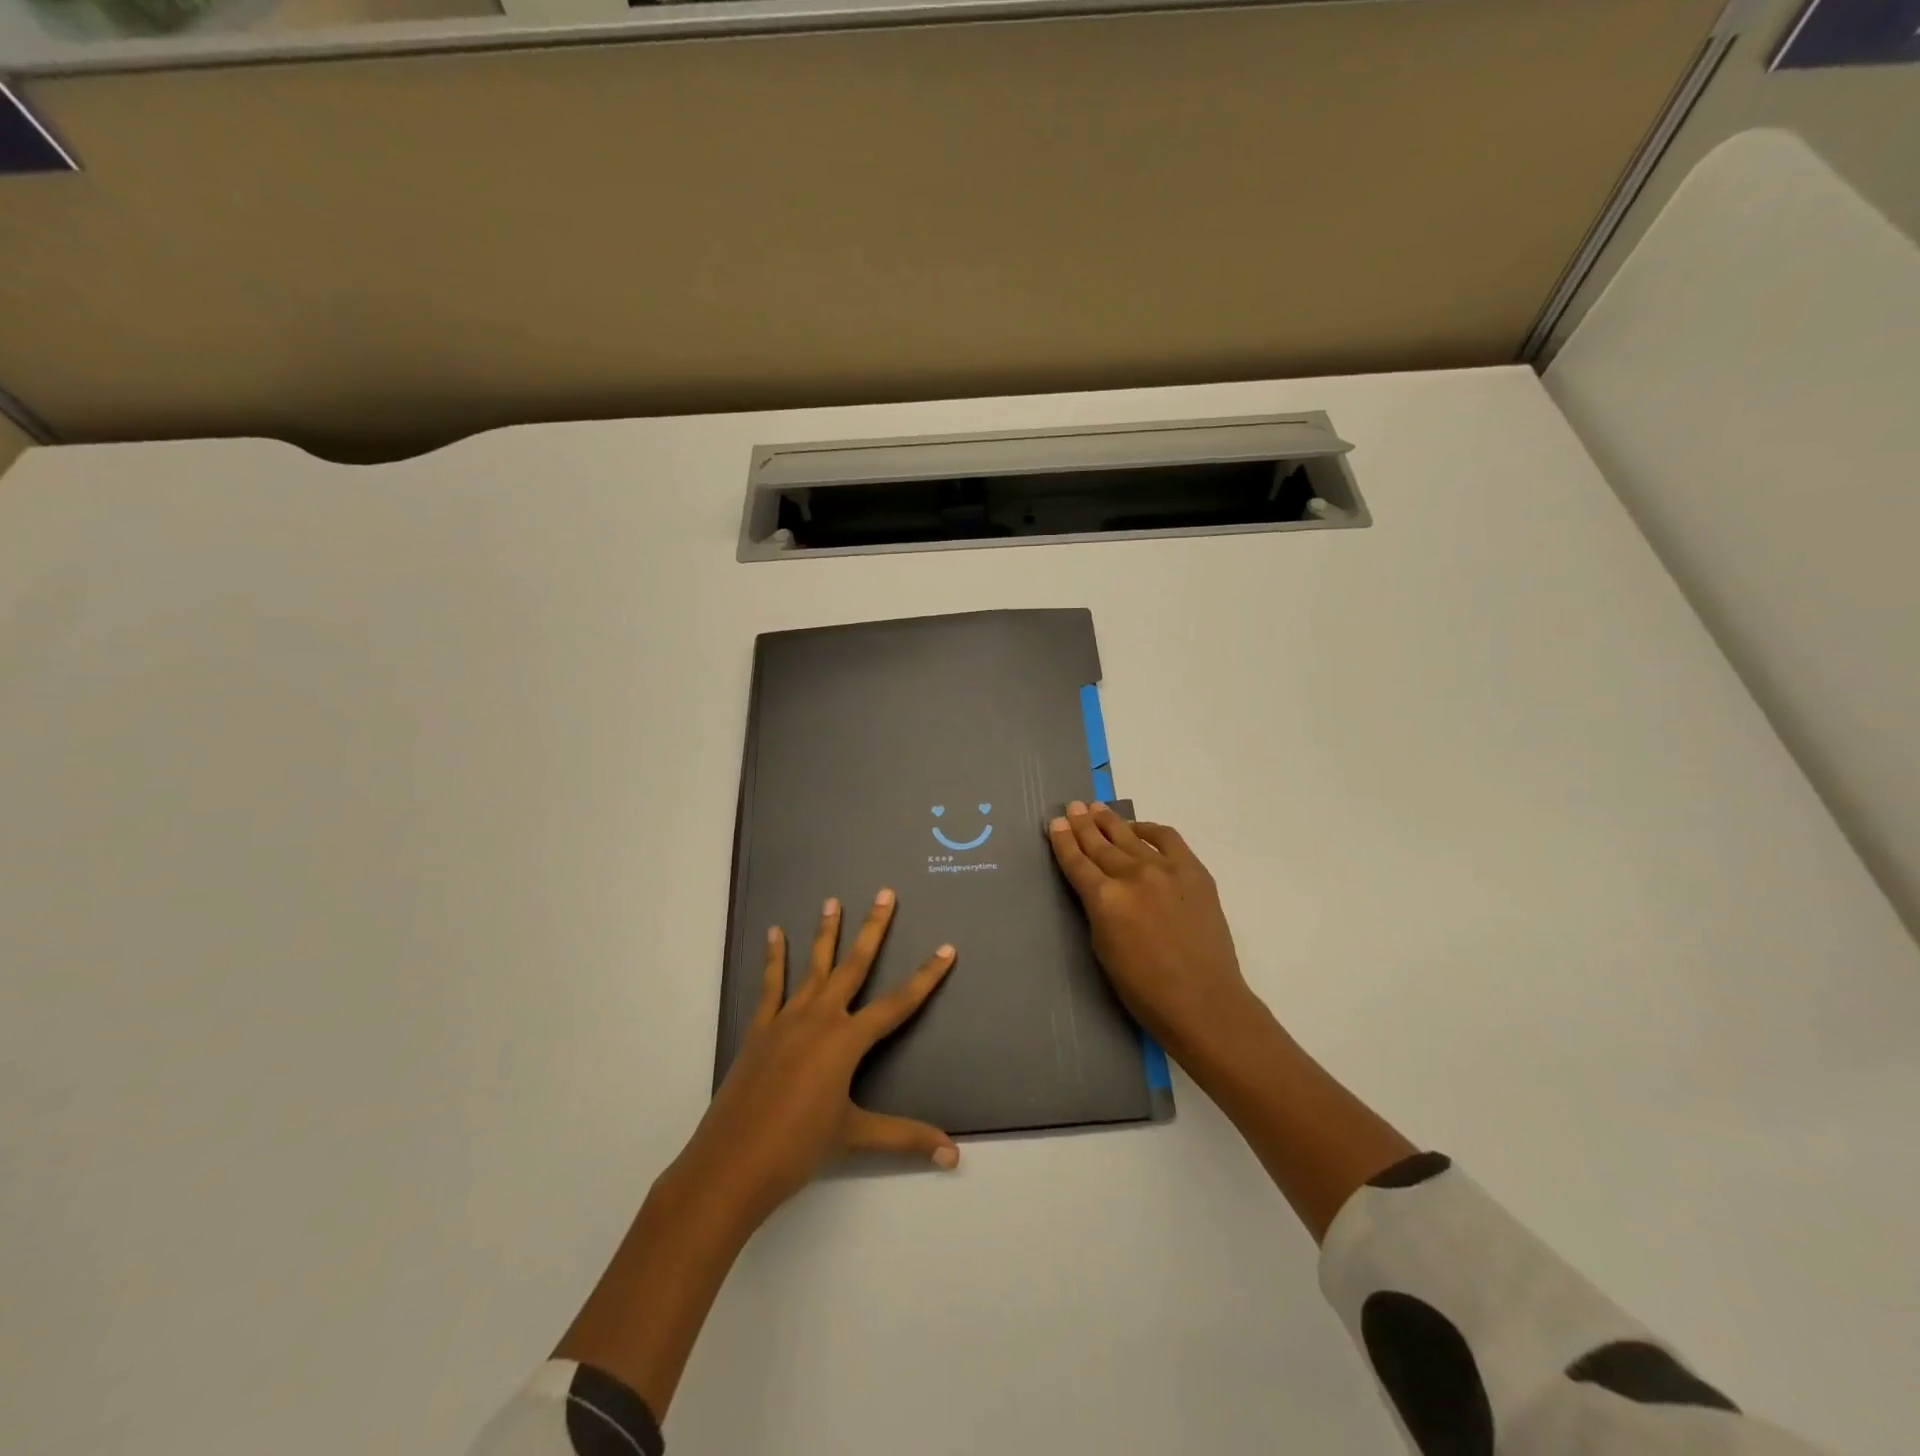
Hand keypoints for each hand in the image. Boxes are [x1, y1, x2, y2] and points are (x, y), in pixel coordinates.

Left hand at [671, 888, 959, 1231]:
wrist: (732, 1164)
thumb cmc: (799, 1148)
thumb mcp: (855, 1137)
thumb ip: (905, 1137)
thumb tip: (954, 1154)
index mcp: (847, 1041)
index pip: (898, 1003)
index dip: (926, 977)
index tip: (946, 949)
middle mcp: (820, 1018)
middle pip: (854, 965)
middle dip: (873, 928)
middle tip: (884, 893)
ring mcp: (787, 1019)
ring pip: (813, 966)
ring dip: (825, 932)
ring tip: (832, 900)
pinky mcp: (760, 1028)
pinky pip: (771, 985)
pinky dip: (774, 958)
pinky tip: (774, 933)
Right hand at [1047, 801, 1259, 1068]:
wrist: (1203, 1001)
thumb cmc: (1144, 989)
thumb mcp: (1103, 949)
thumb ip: (1097, 910)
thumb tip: (1098, 887)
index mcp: (1104, 899)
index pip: (1077, 862)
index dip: (1064, 842)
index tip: (1056, 824)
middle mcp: (1132, 876)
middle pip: (1100, 844)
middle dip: (1083, 825)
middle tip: (1072, 807)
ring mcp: (1165, 869)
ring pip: (1129, 836)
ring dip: (1109, 821)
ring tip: (1095, 807)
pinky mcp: (1193, 871)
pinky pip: (1166, 838)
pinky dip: (1148, 829)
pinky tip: (1137, 827)